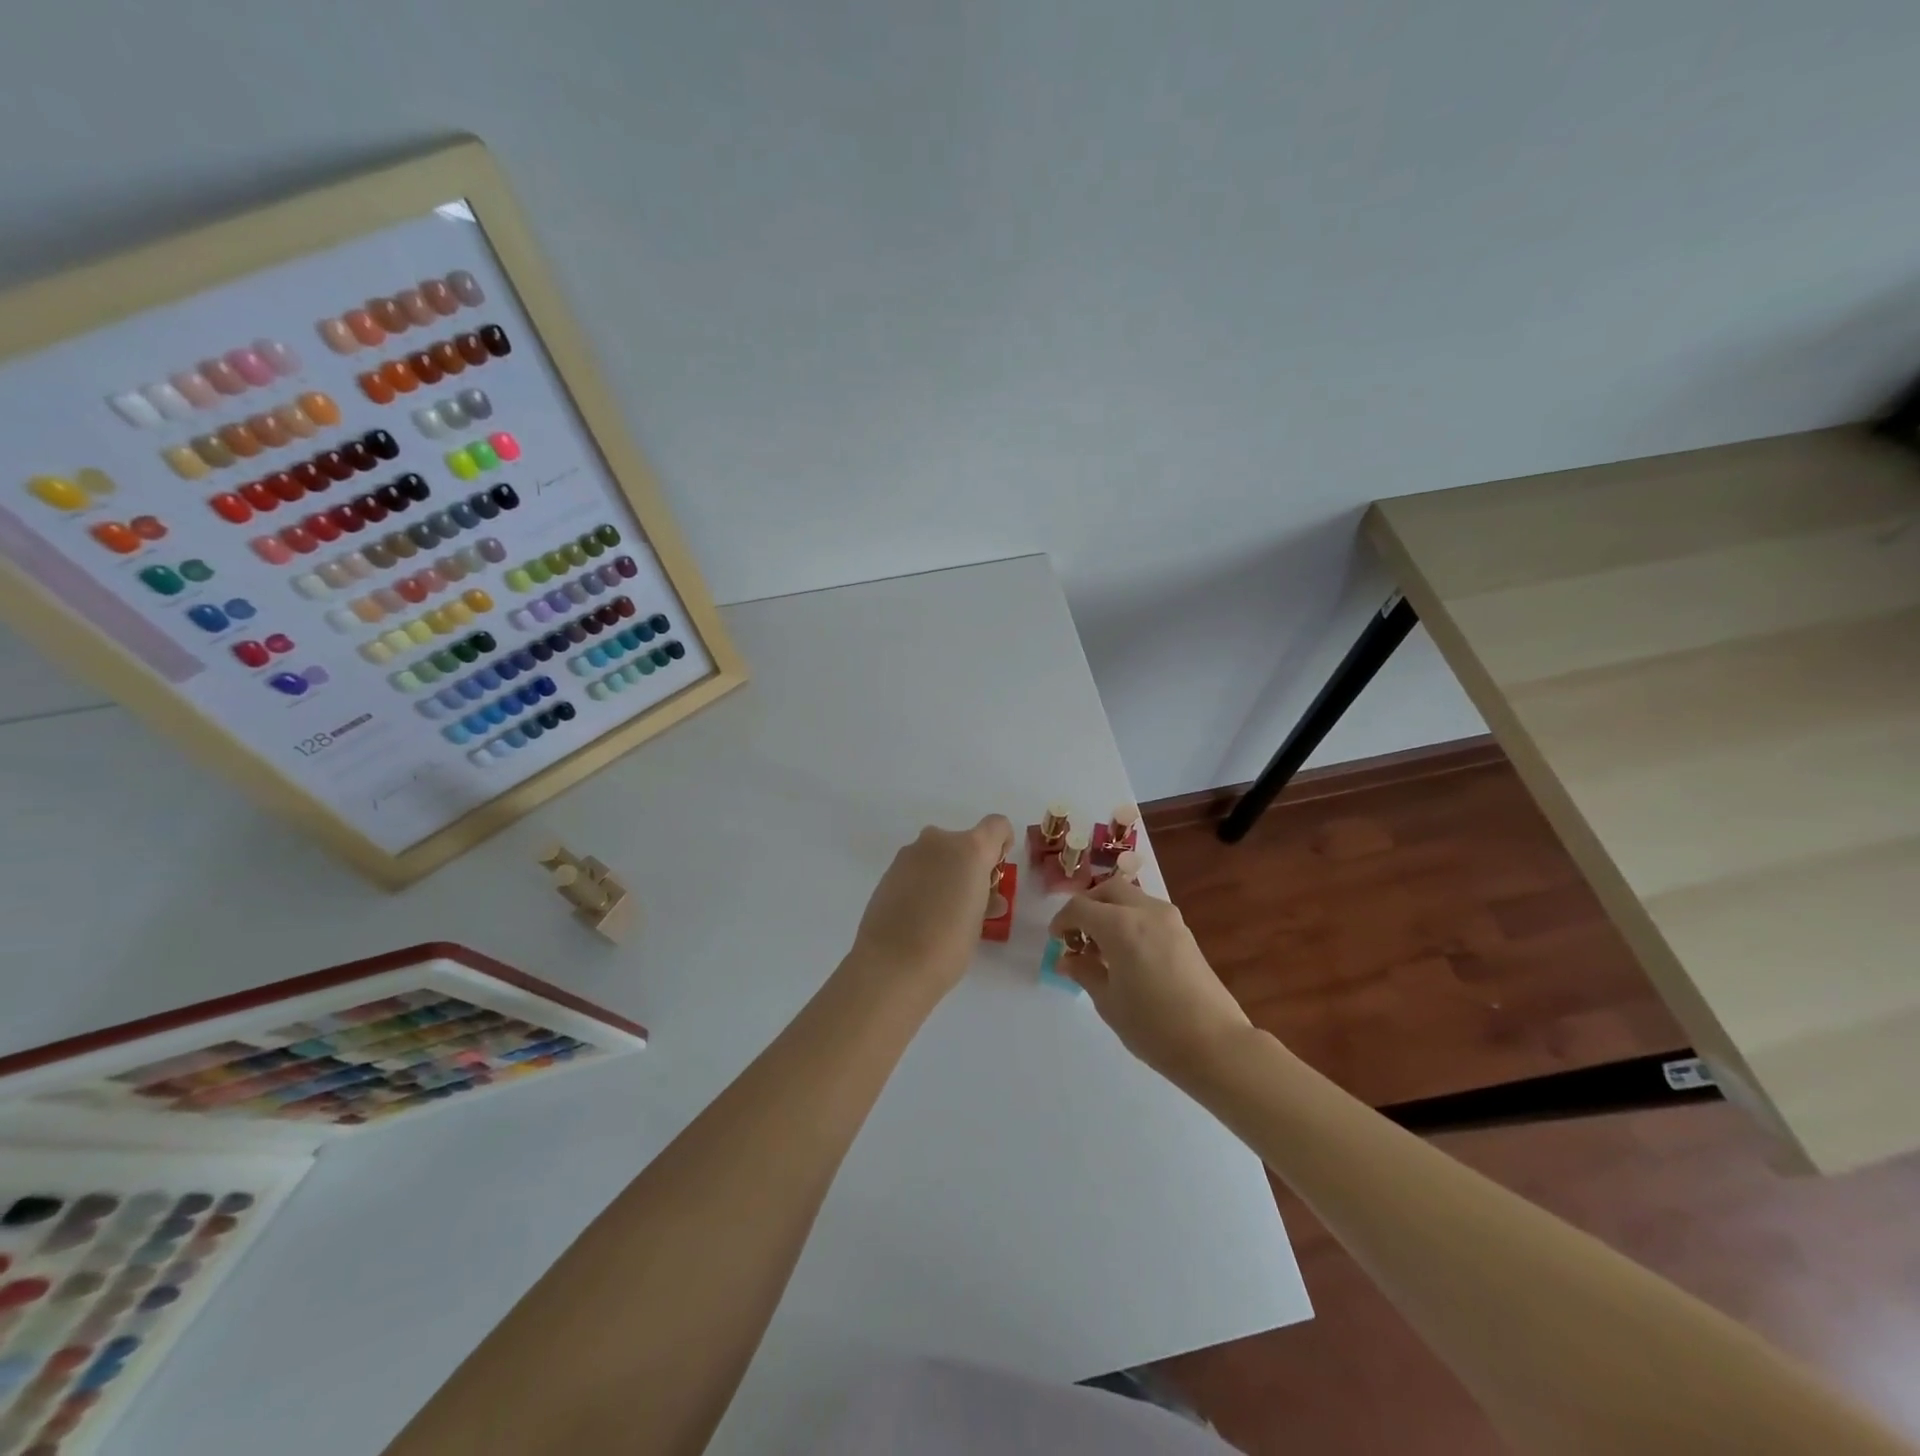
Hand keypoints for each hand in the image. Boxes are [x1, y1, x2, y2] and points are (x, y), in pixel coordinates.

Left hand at [850, 815, 1014, 999]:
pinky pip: (917, 868)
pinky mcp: (888, 870)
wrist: (891, 964)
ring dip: (945, 873)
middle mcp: (939, 842)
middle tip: (970, 901)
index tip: (995, 872)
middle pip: (964, 842)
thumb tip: (986, 897)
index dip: (1001, 844)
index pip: (997, 826)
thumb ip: (985, 899)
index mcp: (971, 849)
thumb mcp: (978, 922)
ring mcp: (910, 854)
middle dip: (969, 865)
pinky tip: (919, 915)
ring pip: (938, 854)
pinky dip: (923, 882)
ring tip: (942, 913)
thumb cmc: (947, 944)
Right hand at [1050, 877, 1252, 1082]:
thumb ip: (1085, 972)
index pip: (1080, 908)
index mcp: (1120, 925)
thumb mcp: (1108, 1002)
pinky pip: (1149, 913)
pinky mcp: (1185, 933)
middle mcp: (1145, 911)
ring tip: (1102, 948)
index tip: (1056, 940)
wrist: (1215, 1044)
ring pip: (1131, 897)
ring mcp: (1170, 920)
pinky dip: (1131, 920)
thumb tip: (1067, 959)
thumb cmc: (1153, 1026)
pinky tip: (1127, 954)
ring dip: (1111, 911)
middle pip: (1108, 890)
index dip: (1062, 921)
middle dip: (1088, 906)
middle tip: (1078, 936)